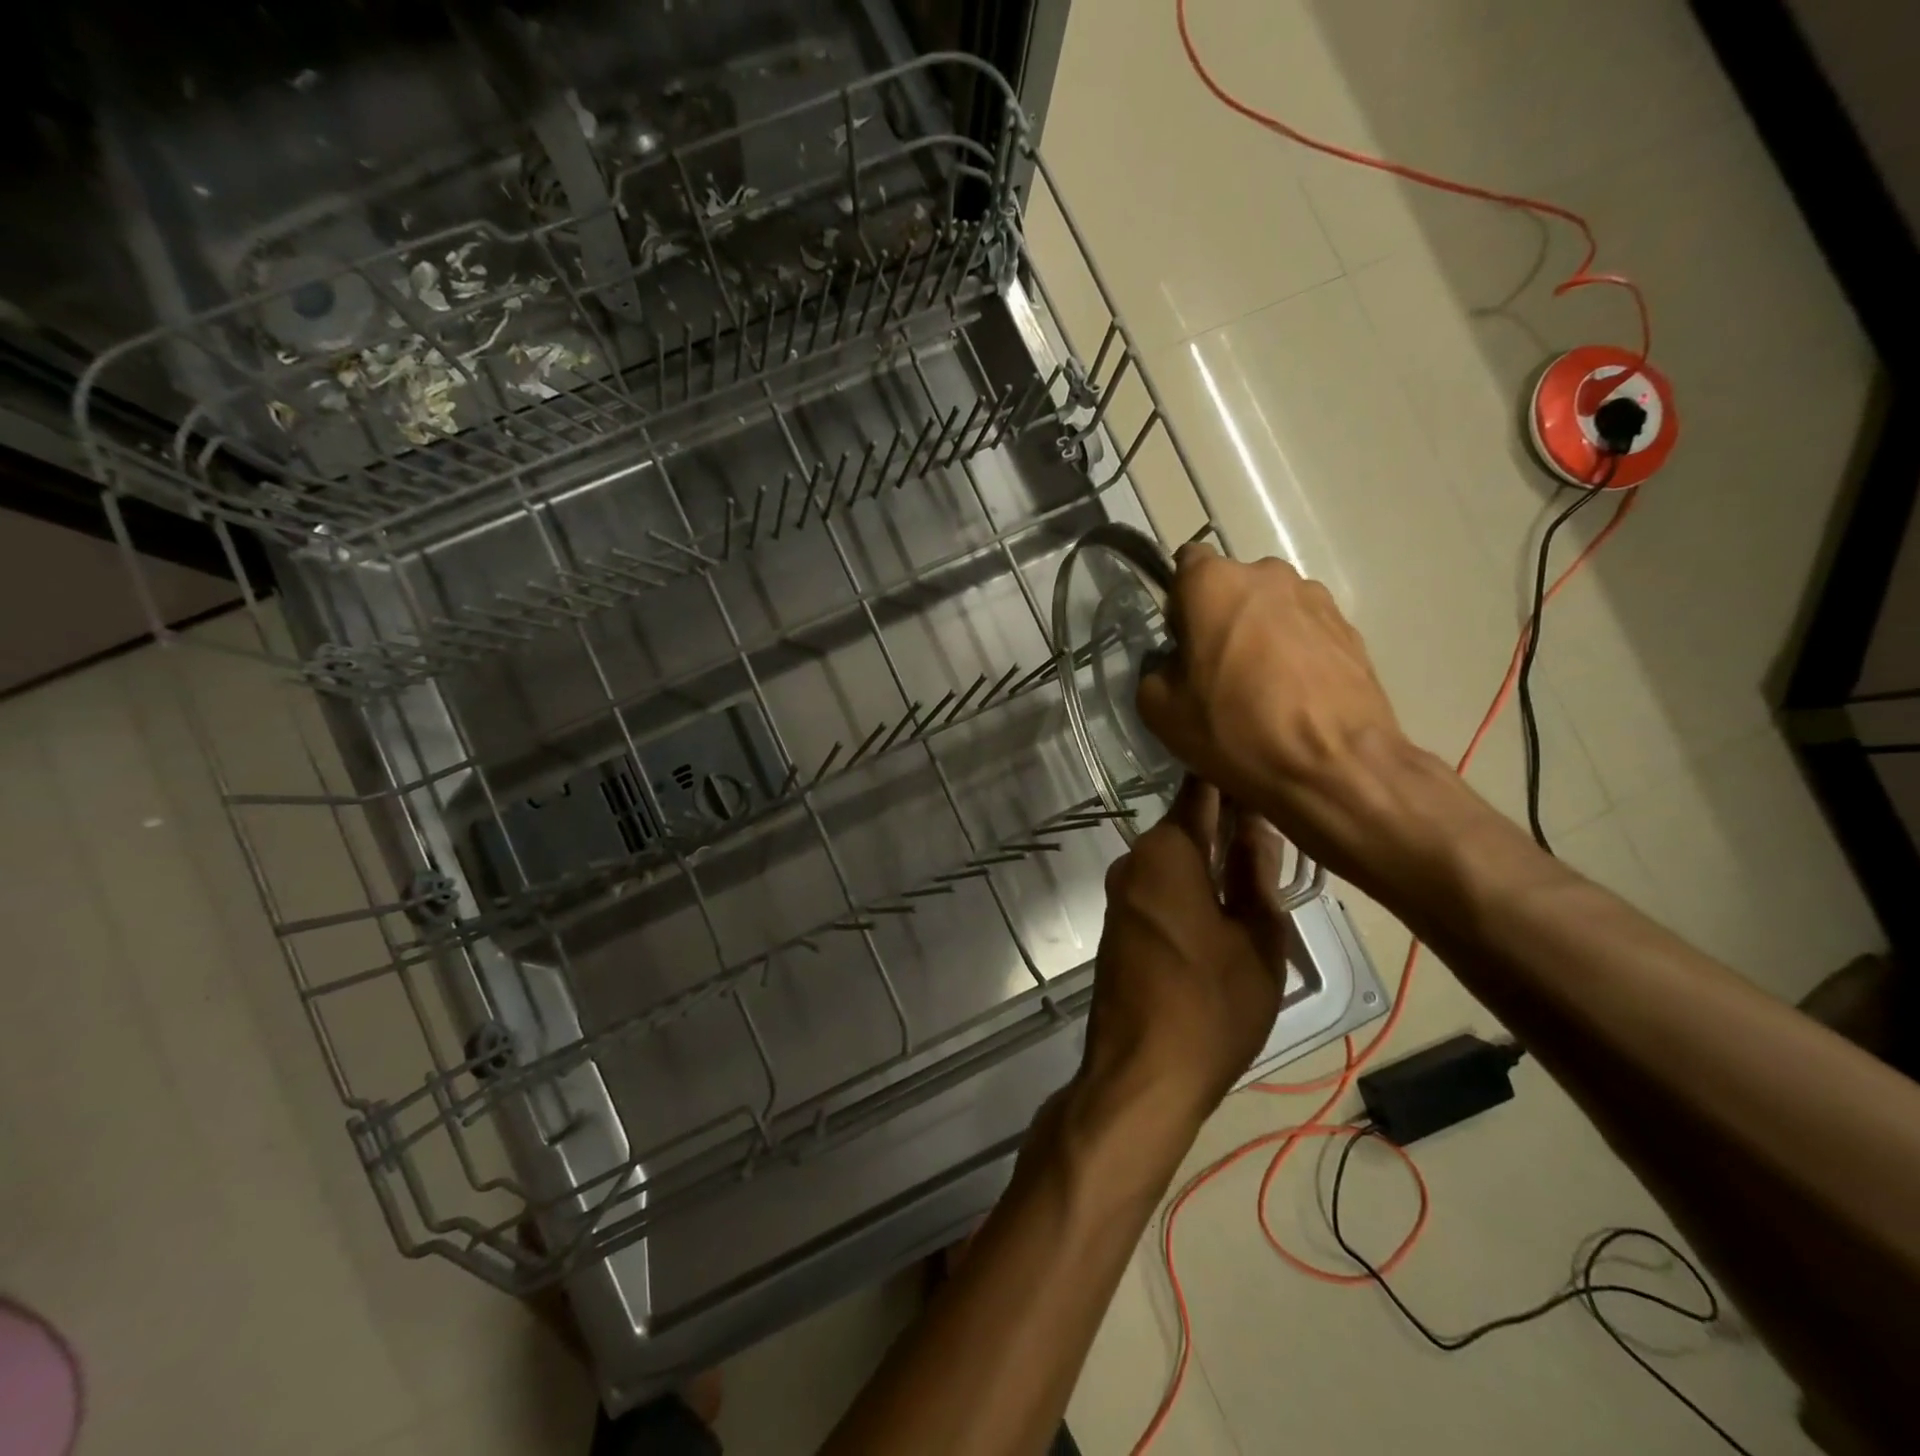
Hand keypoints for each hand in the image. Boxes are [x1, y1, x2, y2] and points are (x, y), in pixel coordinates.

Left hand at [1078, 778, 1288, 1128]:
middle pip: (1186, 825)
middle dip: (1228, 819)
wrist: (1142, 1074)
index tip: (1264, 767)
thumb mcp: (1256, 938)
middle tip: (1282, 820)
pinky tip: (1224, 898)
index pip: (1200, 792)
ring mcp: (1121, 894)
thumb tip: (1258, 823)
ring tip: (1264, 859)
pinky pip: (1160, 887)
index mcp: (1166, 852)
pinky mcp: (1119, 924)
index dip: (1231, 778)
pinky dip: (1191, 883)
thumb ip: (1256, 873)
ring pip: (1174, 858)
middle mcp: (1134, 862)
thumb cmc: (1212, 1005)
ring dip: (1211, 855)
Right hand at [1136, 543, 1420, 879]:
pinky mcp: (1350, 629)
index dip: (1179, 601)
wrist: (1334, 768)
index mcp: (1214, 583)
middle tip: (1216, 671)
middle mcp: (1268, 575)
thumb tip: (1175, 665)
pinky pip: (1306, 632)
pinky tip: (1293, 699)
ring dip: (1260, 634)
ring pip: (1271, 609)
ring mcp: (1316, 599)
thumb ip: (1155, 670)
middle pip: (1232, 587)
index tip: (1180, 641)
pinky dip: (1295, 654)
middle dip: (1221, 618)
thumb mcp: (1159, 710)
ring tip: (1261, 689)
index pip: (1186, 563)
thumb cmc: (1235, 731)